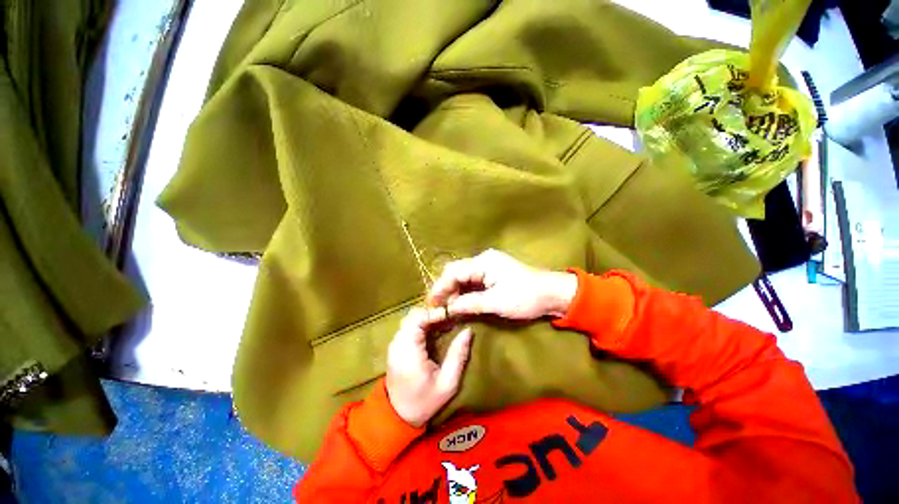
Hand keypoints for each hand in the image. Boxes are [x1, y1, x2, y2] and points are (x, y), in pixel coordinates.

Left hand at [386, 308, 473, 427]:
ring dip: (428, 317)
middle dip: (433, 312)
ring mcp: (395, 343)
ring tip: (446, 323)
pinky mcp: (396, 346)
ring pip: (411, 318)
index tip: (453, 314)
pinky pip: (409, 326)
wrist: (398, 416)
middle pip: (414, 315)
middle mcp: (398, 342)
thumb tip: (468, 330)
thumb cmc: (425, 401)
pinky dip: (422, 324)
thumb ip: (458, 355)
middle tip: (451, 318)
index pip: (419, 318)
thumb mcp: (448, 383)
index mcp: (409, 350)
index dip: (436, 312)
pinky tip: (435, 330)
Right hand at [427, 249, 576, 319]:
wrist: (553, 294)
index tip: (431, 303)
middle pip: (456, 272)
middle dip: (445, 288)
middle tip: (438, 307)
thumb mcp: (496, 303)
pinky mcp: (493, 273)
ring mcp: (488, 265)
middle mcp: (483, 260)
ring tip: (447, 307)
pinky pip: (473, 280)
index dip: (440, 287)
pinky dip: (465, 291)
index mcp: (483, 262)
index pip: (453, 272)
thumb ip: (469, 304)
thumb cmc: (525, 297)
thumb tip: (448, 308)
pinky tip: (461, 302)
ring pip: (463, 276)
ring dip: (455, 291)